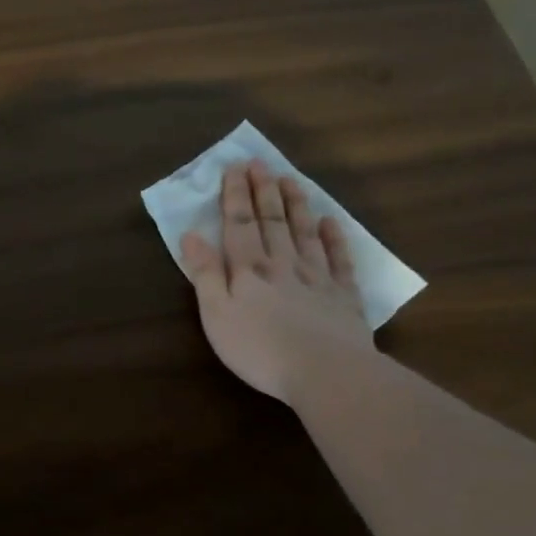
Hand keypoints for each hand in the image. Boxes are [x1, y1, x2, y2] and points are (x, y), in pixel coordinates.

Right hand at [180, 161, 372, 405]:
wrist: (326, 372)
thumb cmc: (260, 349)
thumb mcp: (217, 315)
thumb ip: (205, 274)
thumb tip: (190, 235)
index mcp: (249, 270)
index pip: (239, 224)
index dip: (235, 195)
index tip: (235, 167)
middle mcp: (283, 265)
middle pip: (272, 222)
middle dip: (263, 191)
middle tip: (260, 163)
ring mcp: (317, 278)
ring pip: (305, 233)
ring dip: (296, 205)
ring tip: (290, 180)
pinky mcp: (344, 297)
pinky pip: (339, 260)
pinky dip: (335, 239)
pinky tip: (331, 223)